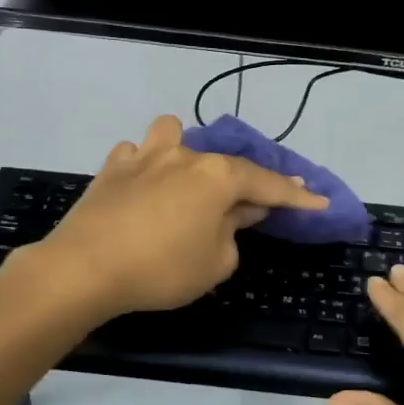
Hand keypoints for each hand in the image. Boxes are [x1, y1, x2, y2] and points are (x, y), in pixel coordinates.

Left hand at [32, 115, 328, 319]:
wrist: (84, 268)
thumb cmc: (161, 270)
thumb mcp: (215, 263)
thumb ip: (234, 232)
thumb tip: (238, 212)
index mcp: (216, 177)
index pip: (268, 184)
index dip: (296, 196)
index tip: (319, 202)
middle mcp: (184, 156)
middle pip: (225, 163)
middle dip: (245, 181)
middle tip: (255, 205)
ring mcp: (144, 156)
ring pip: (172, 134)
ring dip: (186, 152)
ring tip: (186, 178)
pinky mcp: (112, 168)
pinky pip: (136, 154)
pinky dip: (145, 166)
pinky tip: (143, 186)